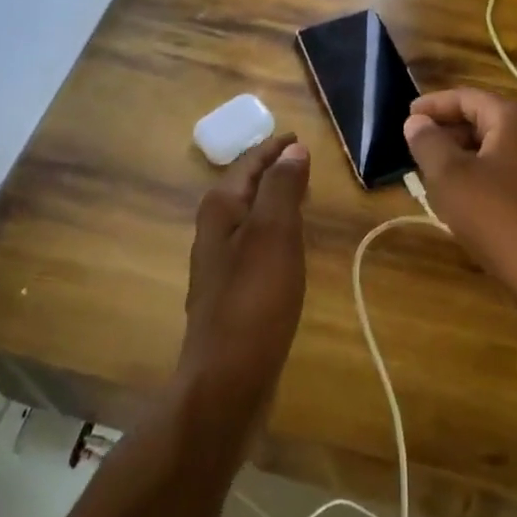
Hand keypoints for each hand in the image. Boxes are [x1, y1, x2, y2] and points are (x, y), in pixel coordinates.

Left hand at [178, 134, 310, 404]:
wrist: (227, 380)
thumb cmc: (253, 299)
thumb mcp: (274, 234)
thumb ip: (282, 187)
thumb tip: (292, 149)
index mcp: (220, 210)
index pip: (247, 164)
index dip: (272, 148)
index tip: (296, 136)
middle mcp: (214, 232)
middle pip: (244, 188)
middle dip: (270, 171)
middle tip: (302, 161)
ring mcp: (220, 266)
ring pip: (249, 218)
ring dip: (272, 201)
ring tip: (300, 195)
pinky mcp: (232, 294)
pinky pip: (255, 246)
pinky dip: (273, 232)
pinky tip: (289, 247)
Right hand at [402, 89, 516, 294]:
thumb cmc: (495, 215)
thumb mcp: (449, 176)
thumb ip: (428, 142)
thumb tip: (416, 122)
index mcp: (513, 118)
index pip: (467, 97)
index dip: (434, 105)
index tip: (408, 117)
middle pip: (484, 119)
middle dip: (448, 129)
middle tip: (417, 145)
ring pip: (495, 147)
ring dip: (463, 154)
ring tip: (434, 171)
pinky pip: (507, 171)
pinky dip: (481, 173)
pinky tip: (463, 197)